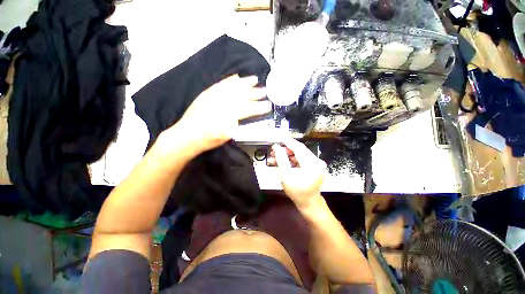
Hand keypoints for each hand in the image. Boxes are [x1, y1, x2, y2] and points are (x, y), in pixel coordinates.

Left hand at [166, 75, 270, 153]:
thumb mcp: (227, 135)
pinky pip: (221, 84)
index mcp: (230, 114)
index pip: (249, 109)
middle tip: (265, 90)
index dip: (260, 107)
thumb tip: (246, 114)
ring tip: (254, 79)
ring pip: (233, 86)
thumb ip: (238, 122)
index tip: (268, 105)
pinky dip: (230, 80)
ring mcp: (214, 95)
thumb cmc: (209, 139)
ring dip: (245, 82)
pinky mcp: (208, 93)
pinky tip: (236, 77)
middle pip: (243, 95)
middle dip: (255, 92)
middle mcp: (223, 101)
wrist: (188, 135)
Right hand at [272, 137, 326, 208]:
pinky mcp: (315, 166)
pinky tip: (283, 160)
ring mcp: (317, 164)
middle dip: (286, 149)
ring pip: (300, 154)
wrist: (308, 203)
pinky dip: (293, 159)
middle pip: (299, 150)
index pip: (298, 148)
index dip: (287, 141)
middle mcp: (317, 161)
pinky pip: (302, 159)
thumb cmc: (296, 191)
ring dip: (288, 154)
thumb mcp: (285, 175)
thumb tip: (276, 146)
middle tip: (274, 149)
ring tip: (276, 156)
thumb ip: (281, 159)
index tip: (279, 136)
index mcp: (312, 164)